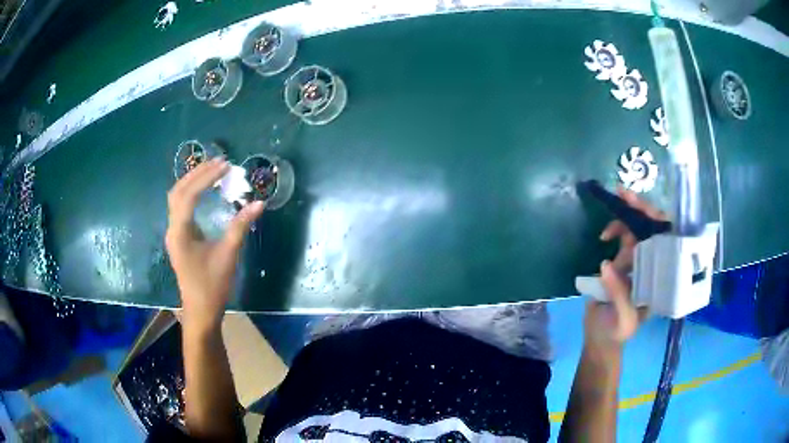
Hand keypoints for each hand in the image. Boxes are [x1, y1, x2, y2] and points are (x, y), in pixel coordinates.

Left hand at [166, 158, 264, 332]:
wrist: (200, 311)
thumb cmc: (212, 286)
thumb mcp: (228, 255)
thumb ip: (240, 226)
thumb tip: (259, 203)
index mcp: (180, 232)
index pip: (189, 195)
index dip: (206, 177)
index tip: (225, 166)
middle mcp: (172, 229)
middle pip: (178, 191)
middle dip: (197, 173)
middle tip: (218, 162)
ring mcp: (173, 233)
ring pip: (177, 198)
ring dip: (192, 181)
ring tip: (212, 170)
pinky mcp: (178, 238)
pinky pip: (180, 207)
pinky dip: (191, 193)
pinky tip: (204, 190)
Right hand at [584, 187, 663, 350]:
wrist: (600, 338)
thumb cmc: (616, 333)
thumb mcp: (622, 320)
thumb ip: (618, 295)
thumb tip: (606, 265)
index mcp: (660, 277)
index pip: (665, 242)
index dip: (658, 222)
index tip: (646, 208)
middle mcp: (653, 265)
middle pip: (652, 229)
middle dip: (640, 209)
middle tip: (623, 193)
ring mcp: (638, 262)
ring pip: (637, 230)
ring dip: (623, 219)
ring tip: (607, 227)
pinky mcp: (622, 262)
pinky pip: (623, 238)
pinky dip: (614, 230)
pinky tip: (604, 237)